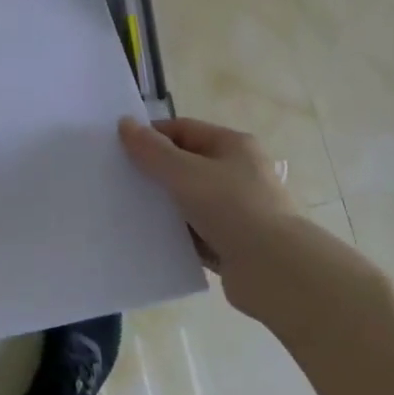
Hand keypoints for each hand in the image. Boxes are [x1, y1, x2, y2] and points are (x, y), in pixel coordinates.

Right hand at [118, 116, 332, 318]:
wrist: (276, 271)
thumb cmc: (231, 208)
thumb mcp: (185, 173)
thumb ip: (152, 150)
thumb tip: (124, 123)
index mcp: (232, 146)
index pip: (183, 129)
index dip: (151, 136)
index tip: (118, 150)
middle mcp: (237, 172)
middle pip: (185, 164)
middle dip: (153, 172)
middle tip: (118, 180)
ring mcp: (236, 209)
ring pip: (188, 200)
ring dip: (162, 205)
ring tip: (126, 210)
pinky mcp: (231, 242)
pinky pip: (194, 232)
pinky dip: (175, 233)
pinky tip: (148, 237)